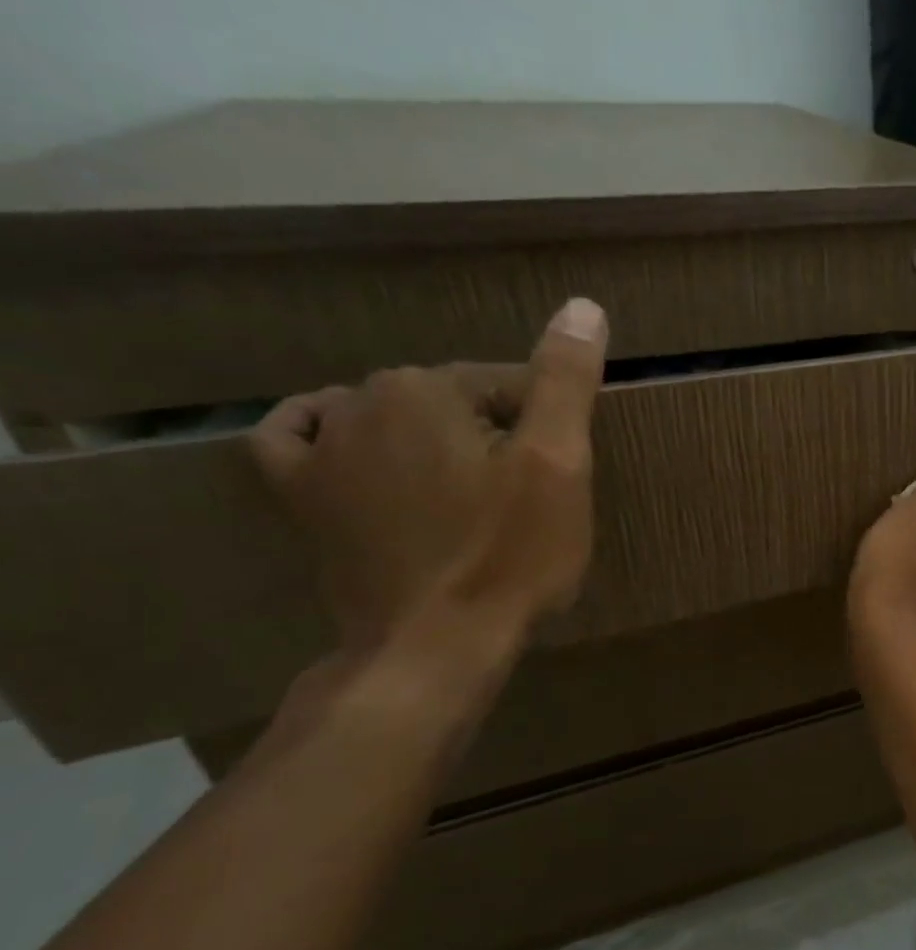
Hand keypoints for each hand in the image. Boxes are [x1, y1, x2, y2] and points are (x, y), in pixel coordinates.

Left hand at [250, 297, 608, 652]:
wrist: (433, 644)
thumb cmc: (510, 555)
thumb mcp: (558, 465)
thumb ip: (565, 381)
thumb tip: (583, 306)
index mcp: (427, 388)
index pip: (509, 384)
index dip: (547, 429)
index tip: (563, 479)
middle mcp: (360, 401)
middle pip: (452, 401)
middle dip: (494, 434)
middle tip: (526, 495)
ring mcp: (320, 451)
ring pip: (391, 418)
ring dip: (433, 439)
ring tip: (468, 491)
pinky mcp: (298, 497)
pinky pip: (298, 439)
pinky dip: (328, 431)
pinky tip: (350, 443)